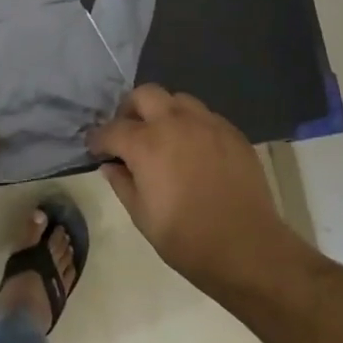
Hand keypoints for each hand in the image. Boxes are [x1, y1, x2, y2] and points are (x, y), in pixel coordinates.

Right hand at [88, 85, 294, 294]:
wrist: (247, 248)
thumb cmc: (187, 238)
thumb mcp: (142, 216)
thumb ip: (122, 184)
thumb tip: (111, 166)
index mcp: (146, 144)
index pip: (112, 129)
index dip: (98, 139)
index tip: (96, 149)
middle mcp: (175, 123)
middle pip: (145, 94)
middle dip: (130, 110)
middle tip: (129, 134)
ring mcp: (208, 124)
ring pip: (178, 99)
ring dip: (163, 112)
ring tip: (164, 138)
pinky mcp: (233, 133)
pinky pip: (205, 116)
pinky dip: (192, 125)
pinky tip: (194, 150)